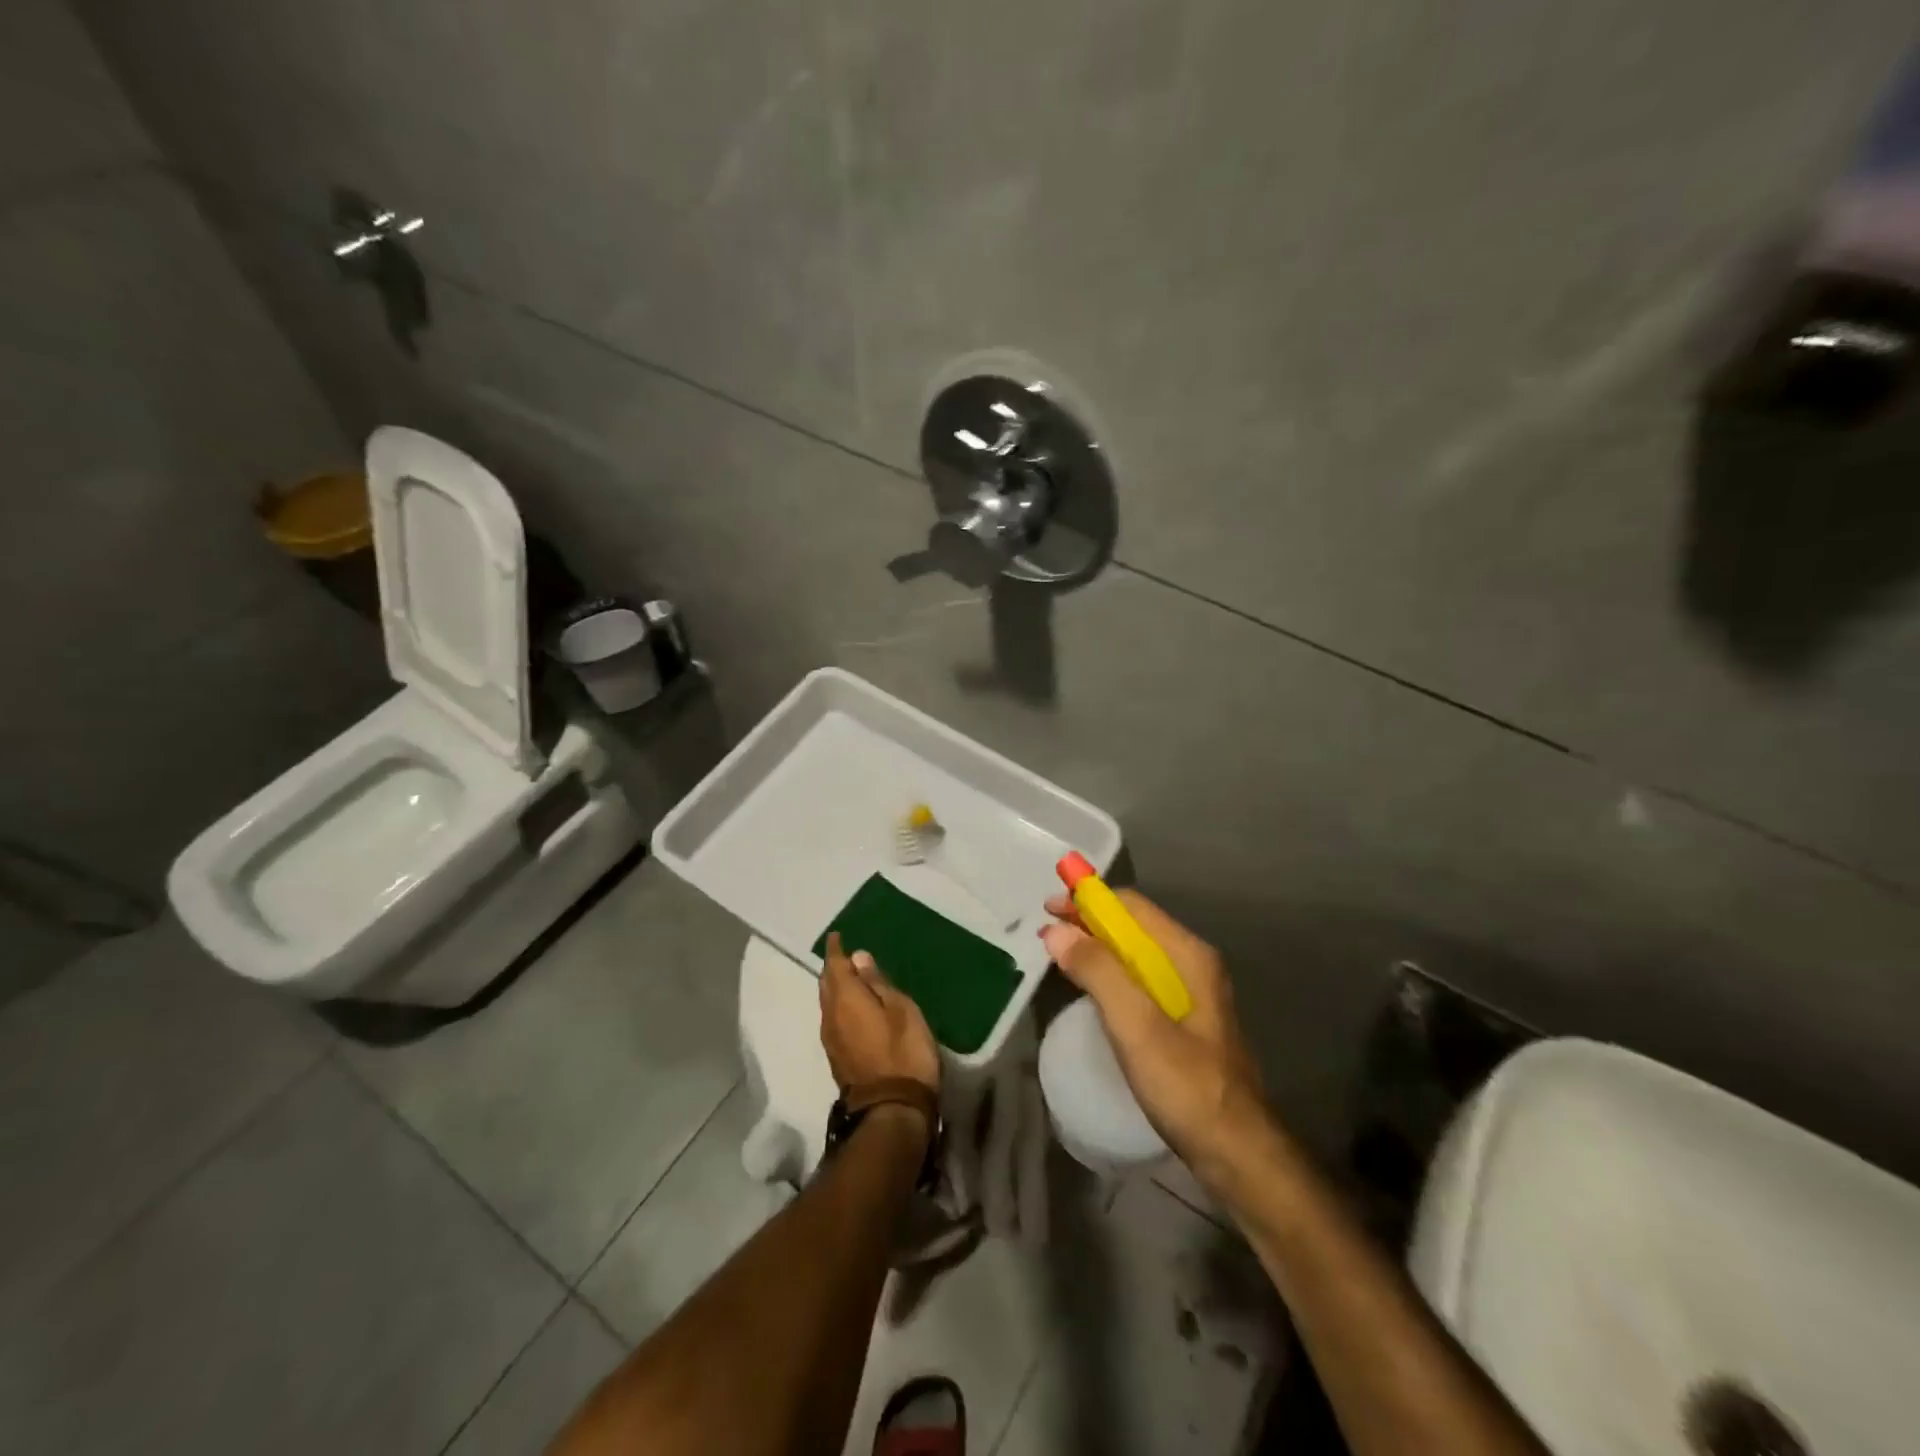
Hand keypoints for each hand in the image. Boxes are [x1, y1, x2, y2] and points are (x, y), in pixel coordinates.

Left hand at [818, 932, 940, 1097]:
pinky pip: (834, 1020)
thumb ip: (878, 983)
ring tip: (850, 979)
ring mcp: (832, 1041)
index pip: (835, 966)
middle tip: (844, 956)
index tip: (836, 936)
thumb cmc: (903, 1052)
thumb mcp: (900, 1010)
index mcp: (845, 999)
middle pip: (827, 985)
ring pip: (828, 1004)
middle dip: (833, 969)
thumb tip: (858, 958)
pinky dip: (840, 1008)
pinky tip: (854, 1009)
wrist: (892, 1110)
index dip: (836, 950)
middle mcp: (830, 1017)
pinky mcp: (838, 1058)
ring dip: (836, 989)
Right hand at [1041, 892, 1267, 1188]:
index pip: (1131, 906)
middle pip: (1133, 925)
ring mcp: (1189, 992)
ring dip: (1096, 947)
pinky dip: (1109, 973)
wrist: (1236, 1153)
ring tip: (1060, 956)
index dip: (1087, 901)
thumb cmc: (1187, 1085)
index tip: (1047, 910)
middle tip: (1047, 935)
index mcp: (1187, 955)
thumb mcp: (1137, 1026)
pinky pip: (1138, 979)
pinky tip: (1089, 990)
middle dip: (1088, 922)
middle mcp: (1191, 963)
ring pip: (1134, 953)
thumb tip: (1057, 931)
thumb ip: (1098, 973)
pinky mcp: (1182, 1019)